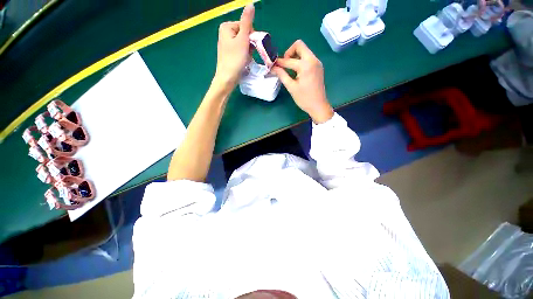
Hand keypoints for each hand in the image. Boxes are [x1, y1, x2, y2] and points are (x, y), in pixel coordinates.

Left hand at [214, 4, 254, 89]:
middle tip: (248, 54)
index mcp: (226, 27)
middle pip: (245, 35)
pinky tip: (243, 62)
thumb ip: (247, 22)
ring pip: (244, 44)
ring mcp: (227, 45)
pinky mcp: (230, 54)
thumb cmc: (235, 59)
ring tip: (245, 59)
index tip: (251, 46)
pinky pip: (241, 52)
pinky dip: (245, 56)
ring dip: (248, 52)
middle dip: (249, 45)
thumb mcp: (243, 39)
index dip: (251, 36)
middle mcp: (225, 34)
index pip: (245, 25)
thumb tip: (251, 4)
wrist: (227, 79)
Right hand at [272, 40, 333, 123]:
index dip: (279, 62)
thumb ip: (282, 75)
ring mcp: (317, 62)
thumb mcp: (291, 87)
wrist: (318, 106)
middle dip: (288, 53)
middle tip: (284, 65)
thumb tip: (273, 68)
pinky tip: (296, 71)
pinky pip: (308, 58)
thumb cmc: (304, 99)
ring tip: (289, 69)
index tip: (272, 65)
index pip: (288, 60)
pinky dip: (300, 61)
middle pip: (299, 45)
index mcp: (306, 65)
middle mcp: (313, 60)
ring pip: (304, 51)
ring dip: (294, 56)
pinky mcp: (318, 67)